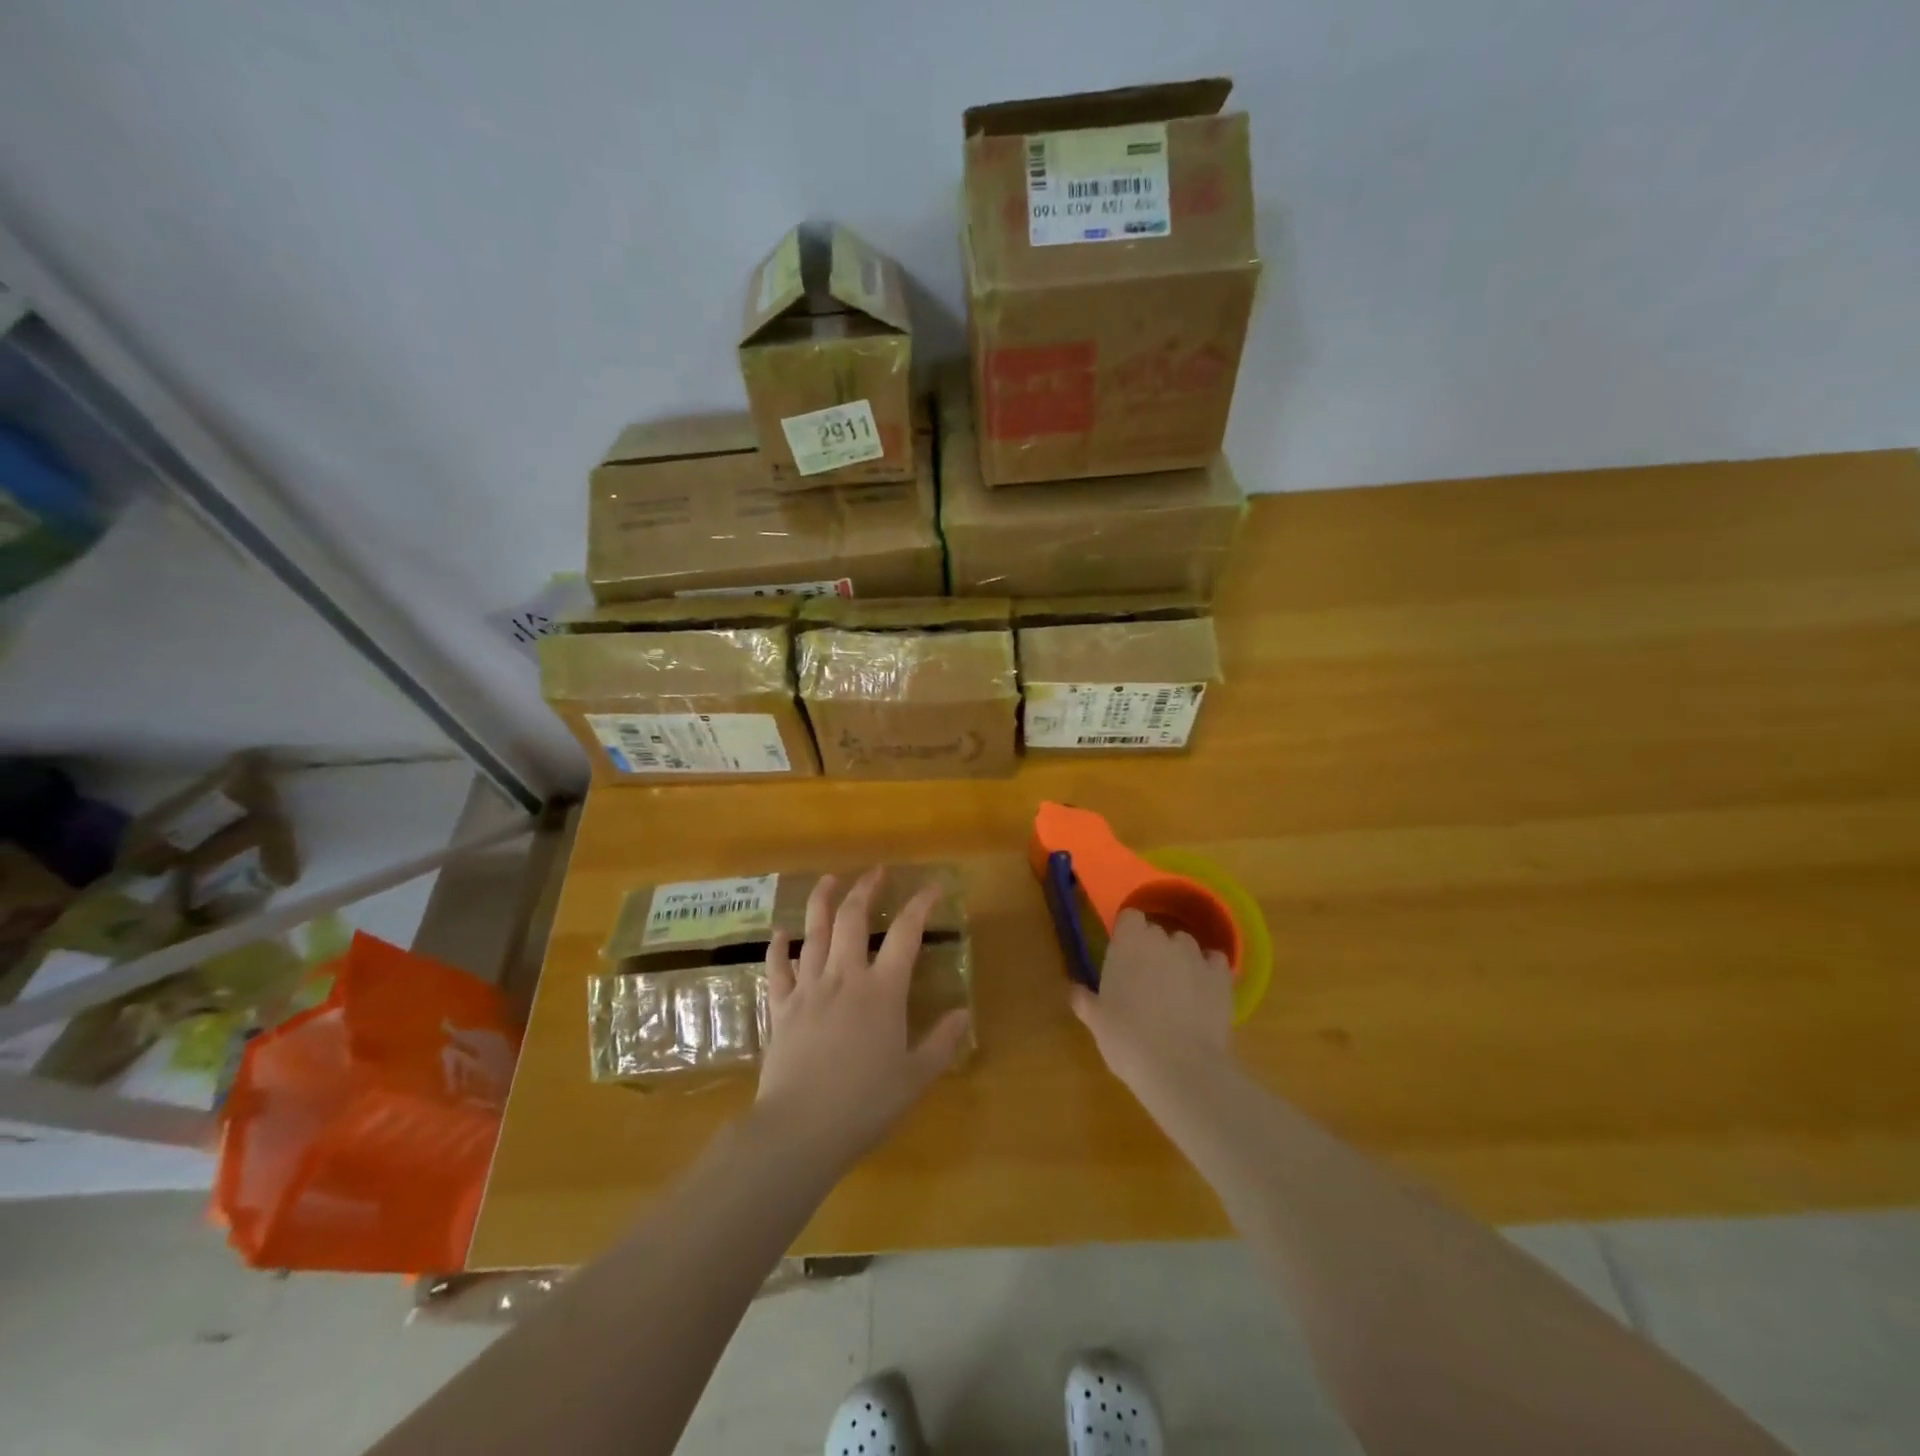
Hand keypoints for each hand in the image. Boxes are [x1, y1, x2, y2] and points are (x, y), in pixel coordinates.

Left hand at [754, 869, 971, 1169]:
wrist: (800, 1129)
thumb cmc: (865, 1104)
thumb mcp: (915, 1077)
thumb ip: (941, 1042)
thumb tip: (962, 1013)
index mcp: (882, 991)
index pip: (906, 934)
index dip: (920, 905)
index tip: (933, 887)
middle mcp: (845, 977)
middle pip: (853, 919)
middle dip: (865, 889)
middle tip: (876, 872)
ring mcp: (809, 989)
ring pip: (814, 933)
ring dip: (822, 902)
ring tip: (829, 880)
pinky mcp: (781, 1008)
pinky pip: (778, 969)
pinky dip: (779, 948)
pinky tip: (780, 933)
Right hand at [1072, 909, 1235, 1097]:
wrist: (1180, 1068)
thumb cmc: (1127, 1040)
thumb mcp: (1097, 1022)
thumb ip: (1085, 1000)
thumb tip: (1075, 990)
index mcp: (1127, 943)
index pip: (1130, 917)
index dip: (1128, 933)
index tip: (1123, 955)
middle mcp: (1162, 940)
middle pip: (1157, 932)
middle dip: (1152, 950)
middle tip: (1145, 981)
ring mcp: (1195, 956)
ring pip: (1186, 946)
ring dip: (1180, 960)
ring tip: (1177, 991)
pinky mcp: (1221, 977)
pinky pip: (1214, 962)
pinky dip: (1208, 972)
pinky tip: (1203, 994)